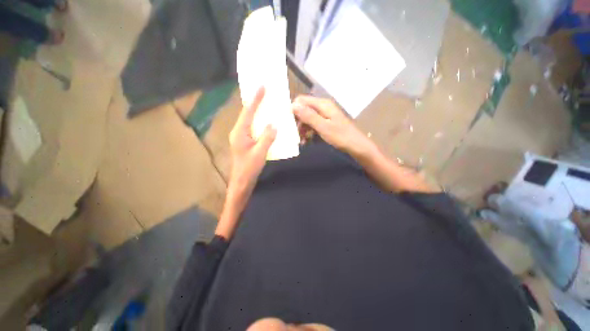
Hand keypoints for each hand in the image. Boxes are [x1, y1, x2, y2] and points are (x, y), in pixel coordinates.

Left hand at [228, 87, 276, 196]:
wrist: (242, 181)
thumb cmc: (249, 168)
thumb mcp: (260, 153)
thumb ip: (267, 138)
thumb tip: (274, 124)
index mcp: (240, 132)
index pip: (248, 112)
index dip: (255, 99)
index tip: (262, 87)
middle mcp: (238, 131)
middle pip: (247, 114)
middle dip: (256, 102)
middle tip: (265, 92)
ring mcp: (241, 137)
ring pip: (250, 120)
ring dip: (257, 112)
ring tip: (267, 104)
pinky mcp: (245, 141)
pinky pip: (253, 127)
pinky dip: (259, 122)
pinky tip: (266, 122)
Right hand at [292, 96, 374, 157]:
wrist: (356, 146)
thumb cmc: (341, 136)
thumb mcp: (323, 127)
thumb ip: (308, 116)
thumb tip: (293, 105)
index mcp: (322, 104)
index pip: (302, 100)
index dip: (293, 109)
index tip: (287, 122)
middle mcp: (323, 107)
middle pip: (304, 109)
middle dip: (297, 121)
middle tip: (293, 134)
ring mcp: (325, 115)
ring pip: (307, 118)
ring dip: (302, 128)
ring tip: (300, 140)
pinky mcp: (326, 123)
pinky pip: (313, 124)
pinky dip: (308, 131)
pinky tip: (306, 140)